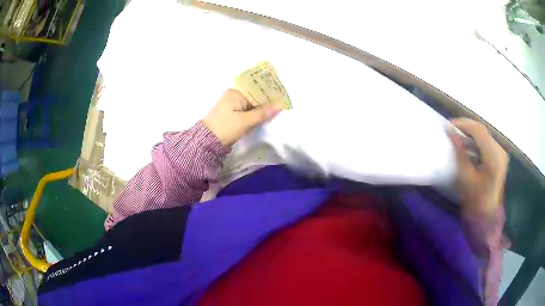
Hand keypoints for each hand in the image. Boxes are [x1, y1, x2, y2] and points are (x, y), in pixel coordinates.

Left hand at [203, 89, 281, 145]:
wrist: (207, 142)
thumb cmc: (226, 128)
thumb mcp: (245, 121)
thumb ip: (263, 112)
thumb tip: (279, 105)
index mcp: (235, 92)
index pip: (256, 90)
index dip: (269, 94)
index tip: (282, 99)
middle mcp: (233, 95)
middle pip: (254, 96)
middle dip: (266, 102)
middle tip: (281, 106)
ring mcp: (232, 104)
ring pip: (251, 104)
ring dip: (261, 109)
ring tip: (276, 111)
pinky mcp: (231, 113)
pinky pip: (246, 110)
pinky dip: (254, 114)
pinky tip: (263, 117)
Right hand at [448, 118, 508, 215]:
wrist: (487, 218)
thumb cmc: (476, 201)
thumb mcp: (466, 178)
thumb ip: (460, 152)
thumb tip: (451, 132)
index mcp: (493, 156)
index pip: (478, 130)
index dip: (463, 124)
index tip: (449, 125)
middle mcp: (500, 150)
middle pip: (482, 130)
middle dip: (466, 127)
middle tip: (452, 129)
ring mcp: (501, 154)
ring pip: (485, 135)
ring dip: (471, 133)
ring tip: (458, 136)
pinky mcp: (500, 158)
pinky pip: (487, 142)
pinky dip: (476, 141)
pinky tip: (468, 145)